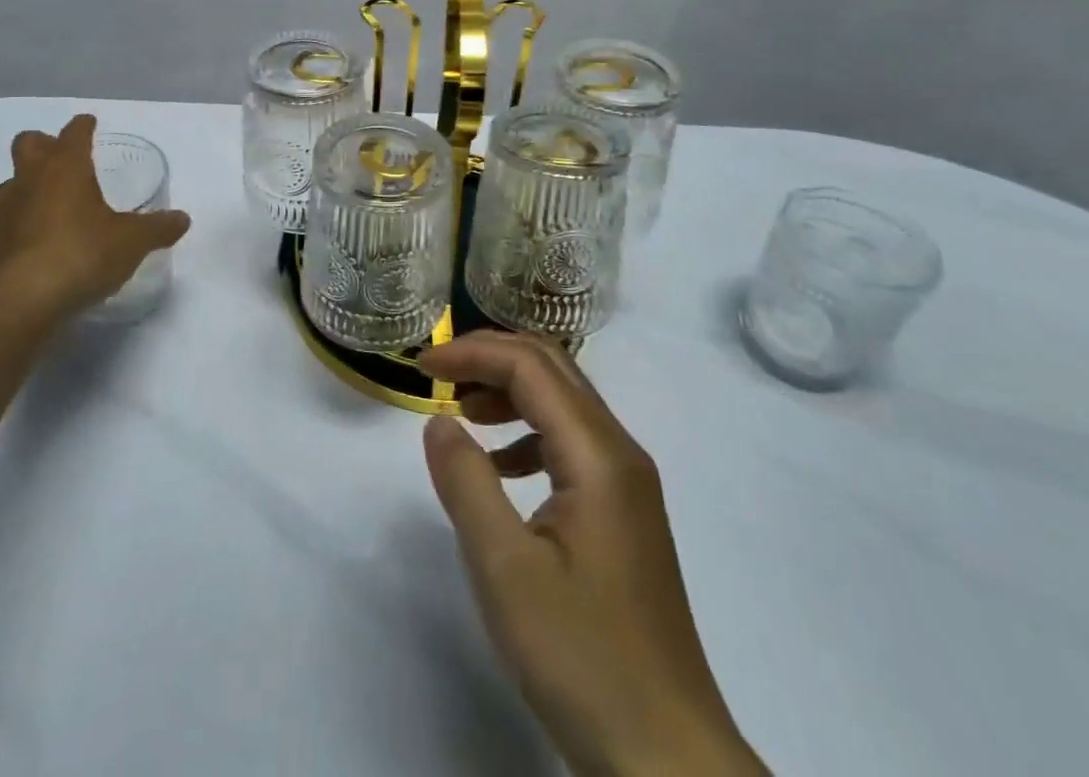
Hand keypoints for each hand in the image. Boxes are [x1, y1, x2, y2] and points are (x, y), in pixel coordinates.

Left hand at [0, 115, 189, 320]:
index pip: (73, 132)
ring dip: (31, 183)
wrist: (24, 302)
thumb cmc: (83, 254)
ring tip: (55, 200)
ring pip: (13, 181)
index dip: (83, 126)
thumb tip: (182, 219)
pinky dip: (24, 220)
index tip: (90, 123)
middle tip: (66, 157)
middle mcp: (31, 180)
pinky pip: (10, 219)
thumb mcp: (132, 241)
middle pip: (27, 143)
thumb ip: (157, 228)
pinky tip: (43, 239)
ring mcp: (7, 211)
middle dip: (45, 143)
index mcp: (65, 167)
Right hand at [418, 333, 762, 776]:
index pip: (530, 367)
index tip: (421, 367)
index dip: (472, 353)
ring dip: (510, 391)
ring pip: (564, 403)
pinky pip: (571, 443)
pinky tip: (501, 468)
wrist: (667, 757)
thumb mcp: (505, 569)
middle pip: (553, 370)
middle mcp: (620, 454)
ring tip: (461, 411)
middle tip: (438, 373)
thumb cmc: (582, 657)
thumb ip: (466, 482)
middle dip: (491, 358)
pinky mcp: (623, 514)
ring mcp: (627, 484)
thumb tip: (439, 420)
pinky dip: (527, 433)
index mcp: (598, 455)